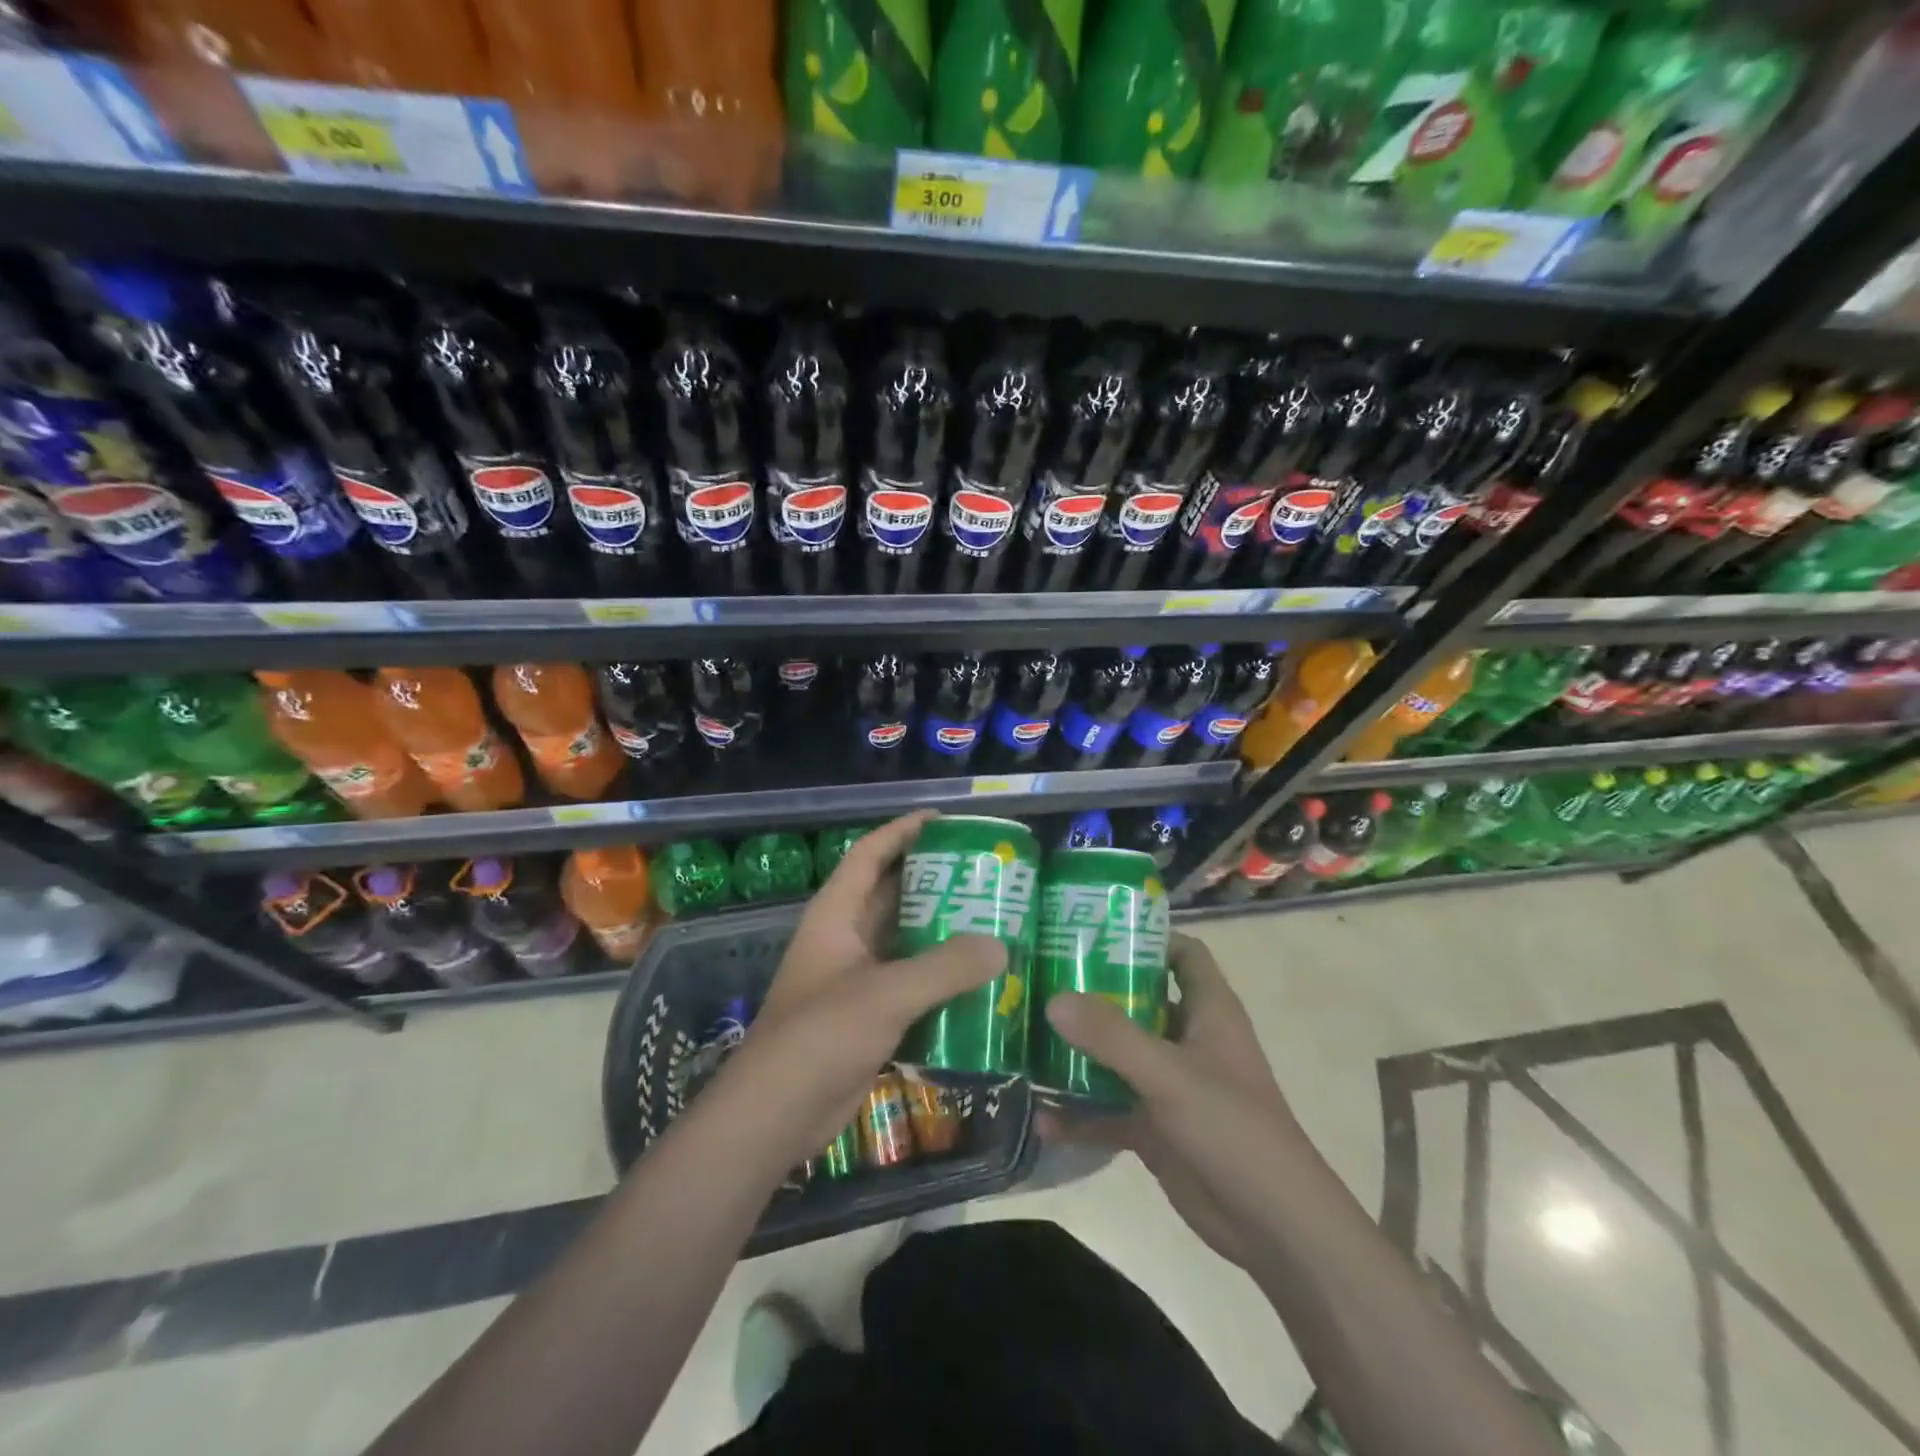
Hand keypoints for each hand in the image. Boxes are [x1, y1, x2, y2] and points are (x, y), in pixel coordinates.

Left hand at [730, 811, 1005, 1157]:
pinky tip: (978, 979)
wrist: (777, 1114)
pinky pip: (910, 982)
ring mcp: (855, 978)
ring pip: (904, 940)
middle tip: (984, 874)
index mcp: (836, 914)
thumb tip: (1001, 946)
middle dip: (933, 881)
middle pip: (892, 894)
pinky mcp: (868, 1015)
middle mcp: (845, 938)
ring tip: (992, 920)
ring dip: (941, 931)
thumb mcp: (886, 993)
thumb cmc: (821, 1035)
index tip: (945, 820)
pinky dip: (940, 977)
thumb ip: (944, 967)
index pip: (870, 854)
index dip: (902, 831)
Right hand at [1038, 932, 1302, 1267]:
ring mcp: (1169, 1083)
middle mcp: (1187, 1038)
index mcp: (1207, 1010)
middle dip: (1092, 991)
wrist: (1274, 1227)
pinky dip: (1080, 1113)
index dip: (1146, 936)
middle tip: (1039, 977)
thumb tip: (1053, 998)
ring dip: (1078, 1051)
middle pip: (1137, 999)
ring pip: (1117, 1054)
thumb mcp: (1169, 1074)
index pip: (1182, 953)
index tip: (1091, 929)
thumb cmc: (1232, 1128)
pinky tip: (1042, 1118)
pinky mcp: (1155, 1125)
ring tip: (1026, 1037)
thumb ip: (1111, 1035)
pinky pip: (1109, 1108)